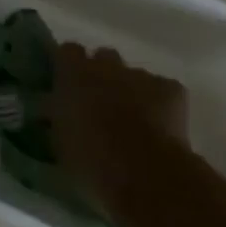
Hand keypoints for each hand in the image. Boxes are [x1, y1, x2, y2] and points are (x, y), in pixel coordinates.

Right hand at [49, 44, 191, 216]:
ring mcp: (141, 75)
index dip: (70, 67)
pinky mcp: (171, 90)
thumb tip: (54, 112)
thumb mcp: (61, 143)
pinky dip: (162, 104)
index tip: (69, 86)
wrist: (146, 174)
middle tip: (101, 106)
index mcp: (74, 72)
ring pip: (134, 76)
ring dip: (132, 92)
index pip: (68, 51)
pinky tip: (161, 128)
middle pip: (104, 58)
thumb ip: (58, 118)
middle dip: (103, 77)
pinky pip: (164, 90)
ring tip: (134, 123)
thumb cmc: (93, 161)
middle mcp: (106, 65)